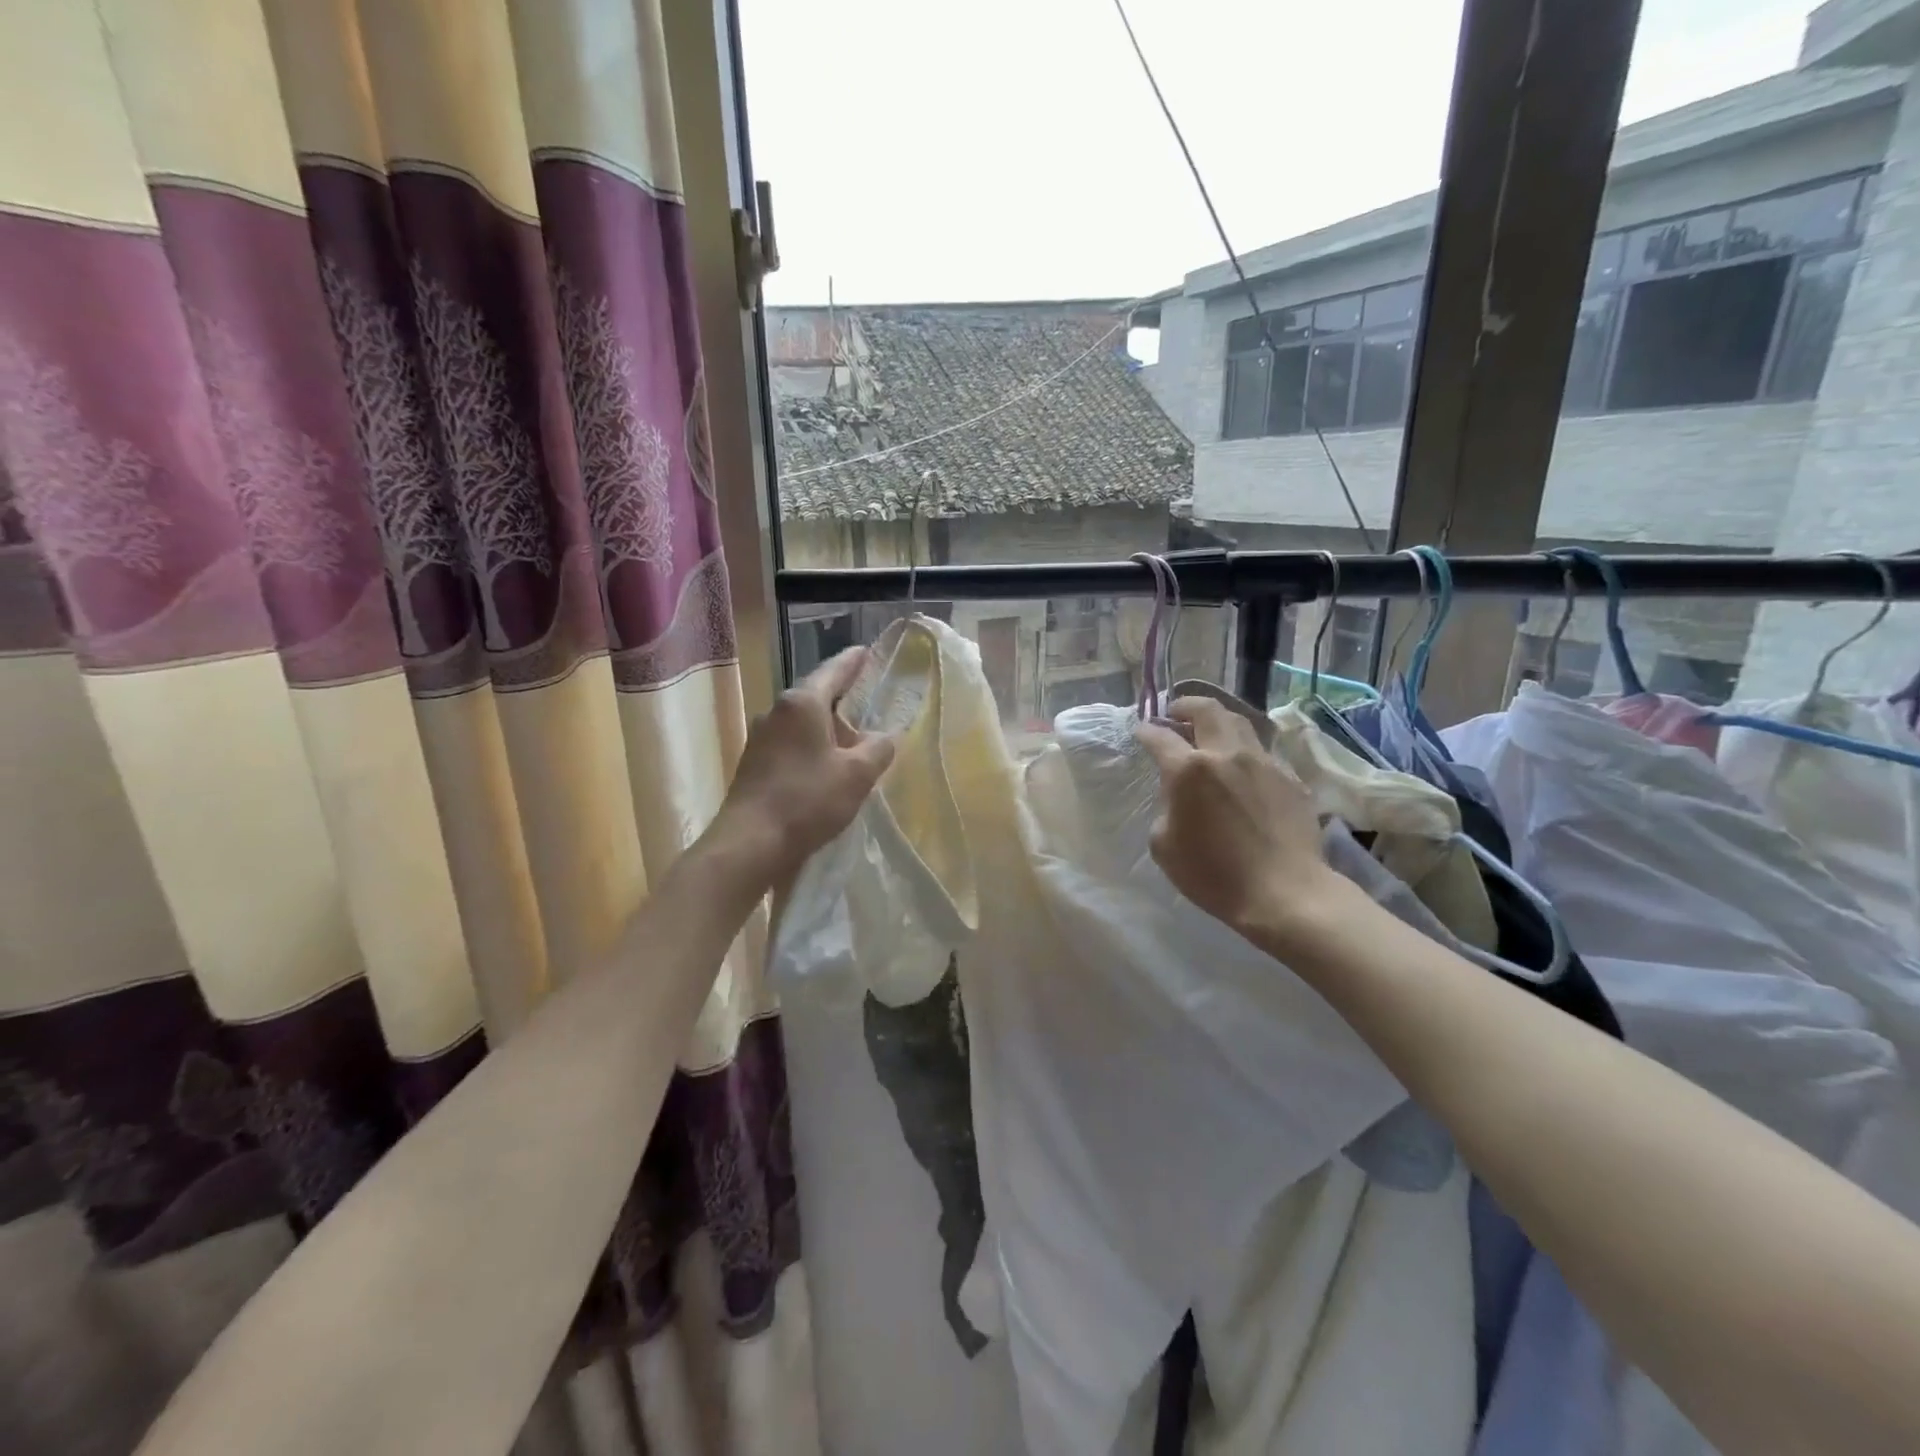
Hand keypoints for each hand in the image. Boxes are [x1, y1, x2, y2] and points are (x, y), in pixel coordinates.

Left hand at [715, 647, 896, 890]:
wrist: (749, 843)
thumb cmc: (807, 801)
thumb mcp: (856, 776)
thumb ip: (877, 750)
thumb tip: (885, 737)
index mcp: (802, 704)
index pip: (833, 671)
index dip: (853, 662)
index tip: (866, 651)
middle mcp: (776, 711)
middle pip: (815, 697)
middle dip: (841, 702)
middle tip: (867, 707)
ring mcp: (760, 738)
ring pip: (801, 724)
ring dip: (825, 730)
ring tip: (850, 745)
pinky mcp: (753, 764)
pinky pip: (789, 744)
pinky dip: (810, 748)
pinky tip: (823, 769)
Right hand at [1134, 697, 1342, 942]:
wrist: (1284, 893)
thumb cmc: (1214, 874)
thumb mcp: (1164, 845)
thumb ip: (1167, 808)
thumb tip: (1180, 797)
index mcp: (1189, 770)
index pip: (1160, 737)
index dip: (1146, 731)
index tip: (1141, 731)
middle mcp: (1227, 755)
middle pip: (1207, 710)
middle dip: (1186, 706)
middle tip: (1176, 713)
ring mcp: (1264, 763)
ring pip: (1240, 723)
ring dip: (1219, 722)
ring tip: (1210, 733)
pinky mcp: (1291, 779)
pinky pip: (1263, 754)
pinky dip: (1245, 754)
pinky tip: (1243, 773)